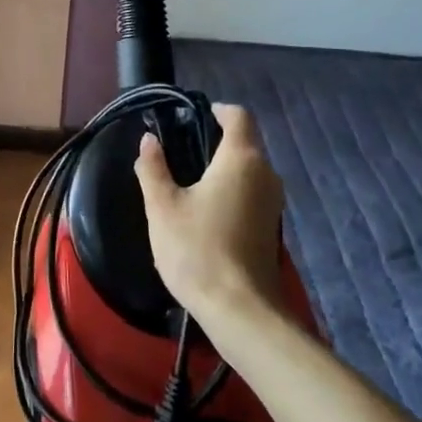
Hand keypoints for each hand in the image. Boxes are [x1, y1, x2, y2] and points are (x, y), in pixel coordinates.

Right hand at [134, 103, 285, 324]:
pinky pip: (252, 192)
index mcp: (241, 159)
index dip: (216, 110)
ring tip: (189, 180)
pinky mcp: (272, 227)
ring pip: (250, 169)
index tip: (190, 116)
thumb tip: (148, 141)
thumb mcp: (162, 206)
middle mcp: (265, 173)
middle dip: (215, 139)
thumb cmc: (197, 249)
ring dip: (224, 167)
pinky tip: (206, 209)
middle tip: (180, 149)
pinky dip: (232, 190)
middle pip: (245, 142)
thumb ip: (153, 168)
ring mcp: (273, 202)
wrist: (240, 311)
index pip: (238, 116)